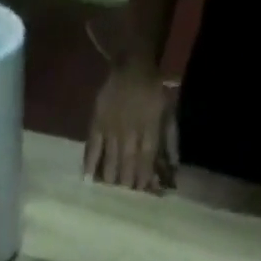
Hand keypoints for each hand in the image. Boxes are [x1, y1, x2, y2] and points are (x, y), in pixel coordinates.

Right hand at [86, 61, 172, 191]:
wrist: (132, 61)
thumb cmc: (152, 88)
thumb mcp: (167, 109)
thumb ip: (169, 137)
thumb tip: (172, 166)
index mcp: (149, 125)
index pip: (146, 158)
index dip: (143, 177)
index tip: (141, 192)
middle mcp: (130, 130)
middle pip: (127, 164)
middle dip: (126, 183)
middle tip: (124, 199)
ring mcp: (112, 127)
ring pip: (111, 160)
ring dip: (110, 179)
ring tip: (109, 193)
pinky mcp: (97, 123)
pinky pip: (92, 148)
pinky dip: (90, 164)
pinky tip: (88, 180)